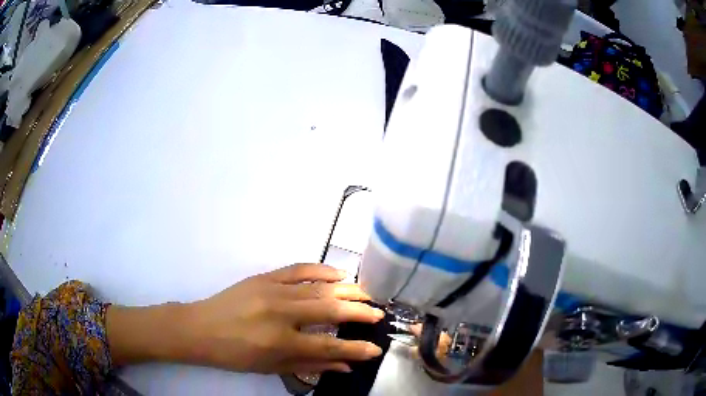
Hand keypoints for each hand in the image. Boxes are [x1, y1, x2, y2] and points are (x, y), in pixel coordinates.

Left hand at [182, 264, 384, 373]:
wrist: (200, 328)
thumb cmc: (235, 355)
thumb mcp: (272, 367)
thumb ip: (311, 365)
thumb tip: (346, 365)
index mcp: (280, 341)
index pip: (329, 344)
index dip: (356, 348)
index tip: (376, 348)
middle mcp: (280, 313)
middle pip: (330, 309)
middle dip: (360, 312)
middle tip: (379, 314)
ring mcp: (272, 290)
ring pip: (319, 287)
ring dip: (347, 290)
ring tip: (367, 294)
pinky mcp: (264, 277)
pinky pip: (298, 269)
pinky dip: (321, 270)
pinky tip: (339, 274)